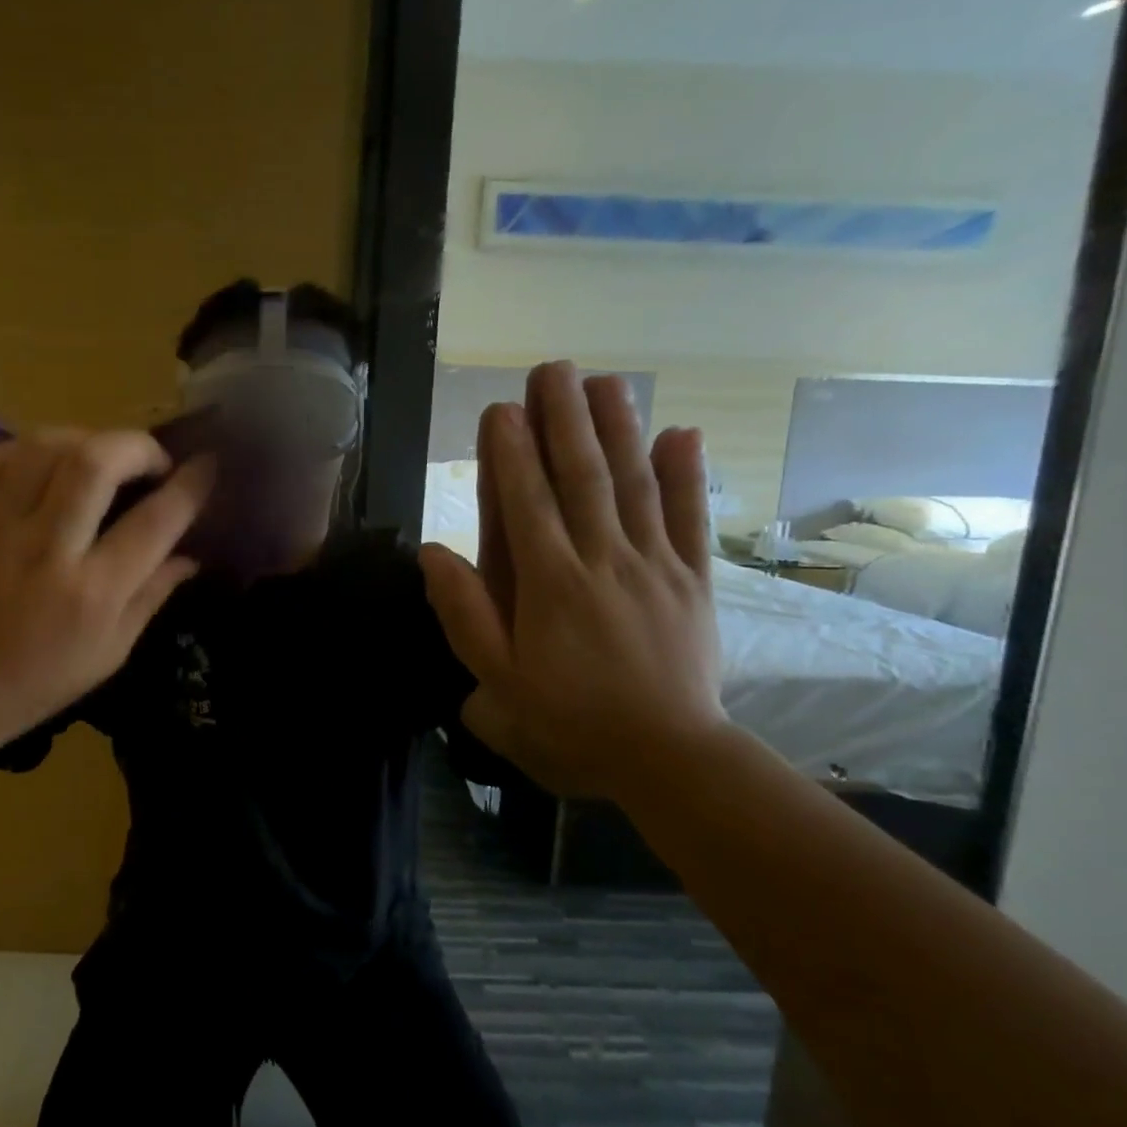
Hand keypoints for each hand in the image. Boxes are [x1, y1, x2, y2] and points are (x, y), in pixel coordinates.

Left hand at [0, 430, 212, 748]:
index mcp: (92, 593)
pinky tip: (46, 464)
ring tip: (101, 459)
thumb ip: (152, 595)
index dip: (191, 486)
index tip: (209, 466)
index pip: (154, 521)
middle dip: (138, 446)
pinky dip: (29, 447)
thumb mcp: (110, 653)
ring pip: (46, 447)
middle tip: (151, 461)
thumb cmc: (38, 682)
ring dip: (87, 440)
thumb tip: (191, 553)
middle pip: (97, 462)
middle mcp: (46, 550)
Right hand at [422, 363, 727, 799]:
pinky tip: (682, 434)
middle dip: (565, 420)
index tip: (501, 407)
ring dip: (619, 429)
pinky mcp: (693, 580)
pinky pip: (691, 520)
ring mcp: (655, 566)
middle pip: (582, 478)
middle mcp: (603, 561)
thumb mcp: (497, 682)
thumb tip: (432, 553)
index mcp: (550, 585)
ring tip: (606, 381)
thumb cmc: (569, 719)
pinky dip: (689, 475)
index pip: (526, 504)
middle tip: (554, 369)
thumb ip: (464, 615)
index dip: (511, 453)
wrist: (667, 757)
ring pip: (635, 485)